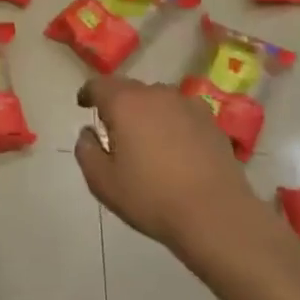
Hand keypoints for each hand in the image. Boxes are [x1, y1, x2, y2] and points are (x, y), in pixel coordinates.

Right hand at [74, 76, 257, 261]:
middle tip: (114, 131)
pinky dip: (172, 123)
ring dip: (147, 113)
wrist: (216, 214)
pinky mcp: (210, 121)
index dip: (88, 93)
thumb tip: (88, 132)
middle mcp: (156, 94)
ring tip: (147, 140)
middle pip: (130, 90)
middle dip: (118, 105)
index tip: (83, 105)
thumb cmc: (152, 197)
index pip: (100, 85)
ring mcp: (187, 105)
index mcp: (125, 103)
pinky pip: (181, 113)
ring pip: (157, 100)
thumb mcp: (103, 182)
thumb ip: (87, 151)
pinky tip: (176, 148)